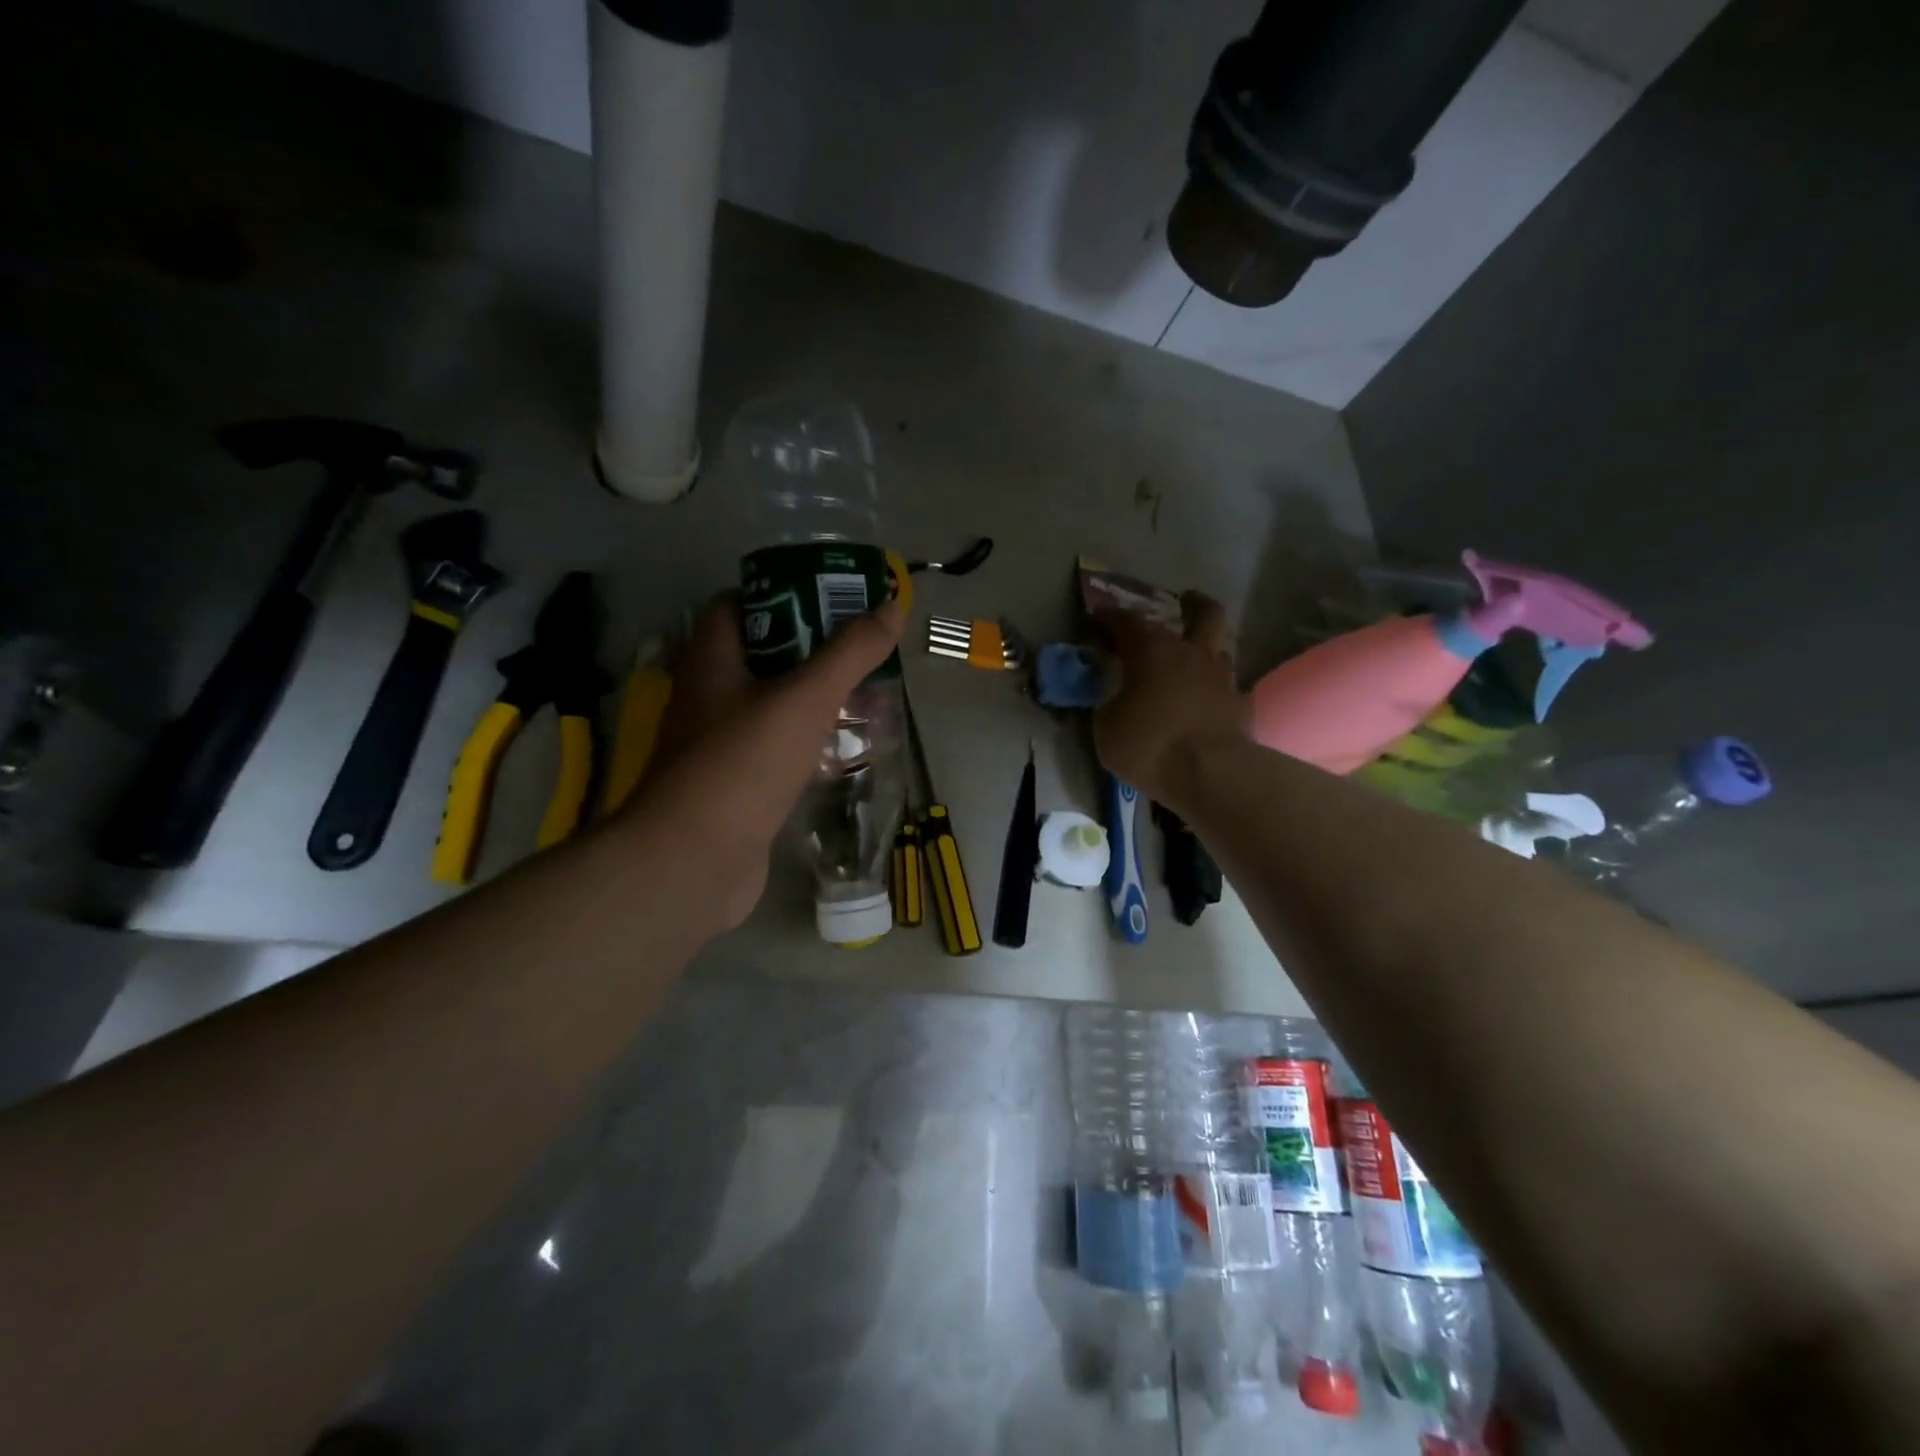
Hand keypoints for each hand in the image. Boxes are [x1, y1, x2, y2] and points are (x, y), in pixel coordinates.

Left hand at [621, 591, 903, 930]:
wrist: (694, 860)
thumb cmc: (744, 762)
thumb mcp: (806, 697)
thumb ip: (850, 652)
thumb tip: (892, 605)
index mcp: (711, 660)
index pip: (736, 605)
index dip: (780, 594)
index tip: (828, 599)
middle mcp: (708, 696)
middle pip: (762, 657)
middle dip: (812, 652)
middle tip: (859, 651)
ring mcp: (719, 745)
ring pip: (772, 706)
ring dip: (814, 700)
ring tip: (864, 696)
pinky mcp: (735, 786)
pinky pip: (776, 751)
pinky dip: (808, 744)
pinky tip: (844, 750)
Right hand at [1092, 591, 1246, 805]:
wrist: (1210, 775)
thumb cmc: (1149, 745)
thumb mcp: (1107, 727)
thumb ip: (1109, 703)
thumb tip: (1114, 697)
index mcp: (1153, 650)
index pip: (1127, 621)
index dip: (1109, 617)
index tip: (1097, 617)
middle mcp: (1193, 654)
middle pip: (1203, 613)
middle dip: (1192, 604)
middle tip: (1183, 602)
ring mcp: (1222, 678)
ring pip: (1219, 648)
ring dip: (1205, 648)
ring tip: (1191, 661)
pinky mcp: (1241, 706)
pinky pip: (1227, 688)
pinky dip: (1215, 689)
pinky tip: (1206, 702)